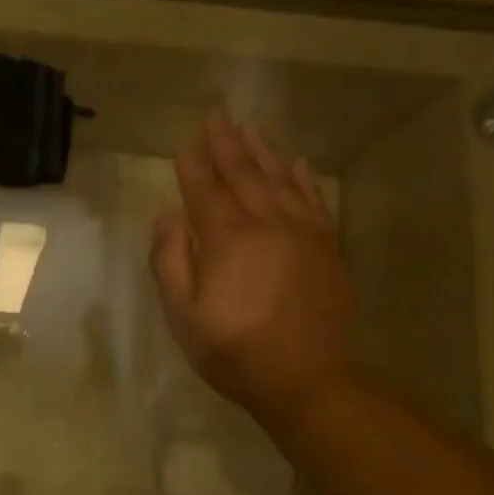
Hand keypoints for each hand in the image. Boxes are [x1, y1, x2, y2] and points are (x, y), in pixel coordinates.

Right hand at [150, 111, 355, 419]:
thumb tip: (167, 216)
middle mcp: (267, 224)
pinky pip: (314, 201)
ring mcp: (302, 233)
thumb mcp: (183, 316)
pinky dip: (303, 179)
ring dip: (263, 151)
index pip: (204, 191)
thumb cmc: (234, 351)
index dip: (192, 165)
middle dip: (227, 144)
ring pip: (280, 180)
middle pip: (244, 175)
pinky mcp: (326, 248)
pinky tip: (296, 163)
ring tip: (250, 127)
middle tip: (216, 116)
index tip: (184, 141)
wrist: (308, 379)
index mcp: (227, 240)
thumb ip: (170, 262)